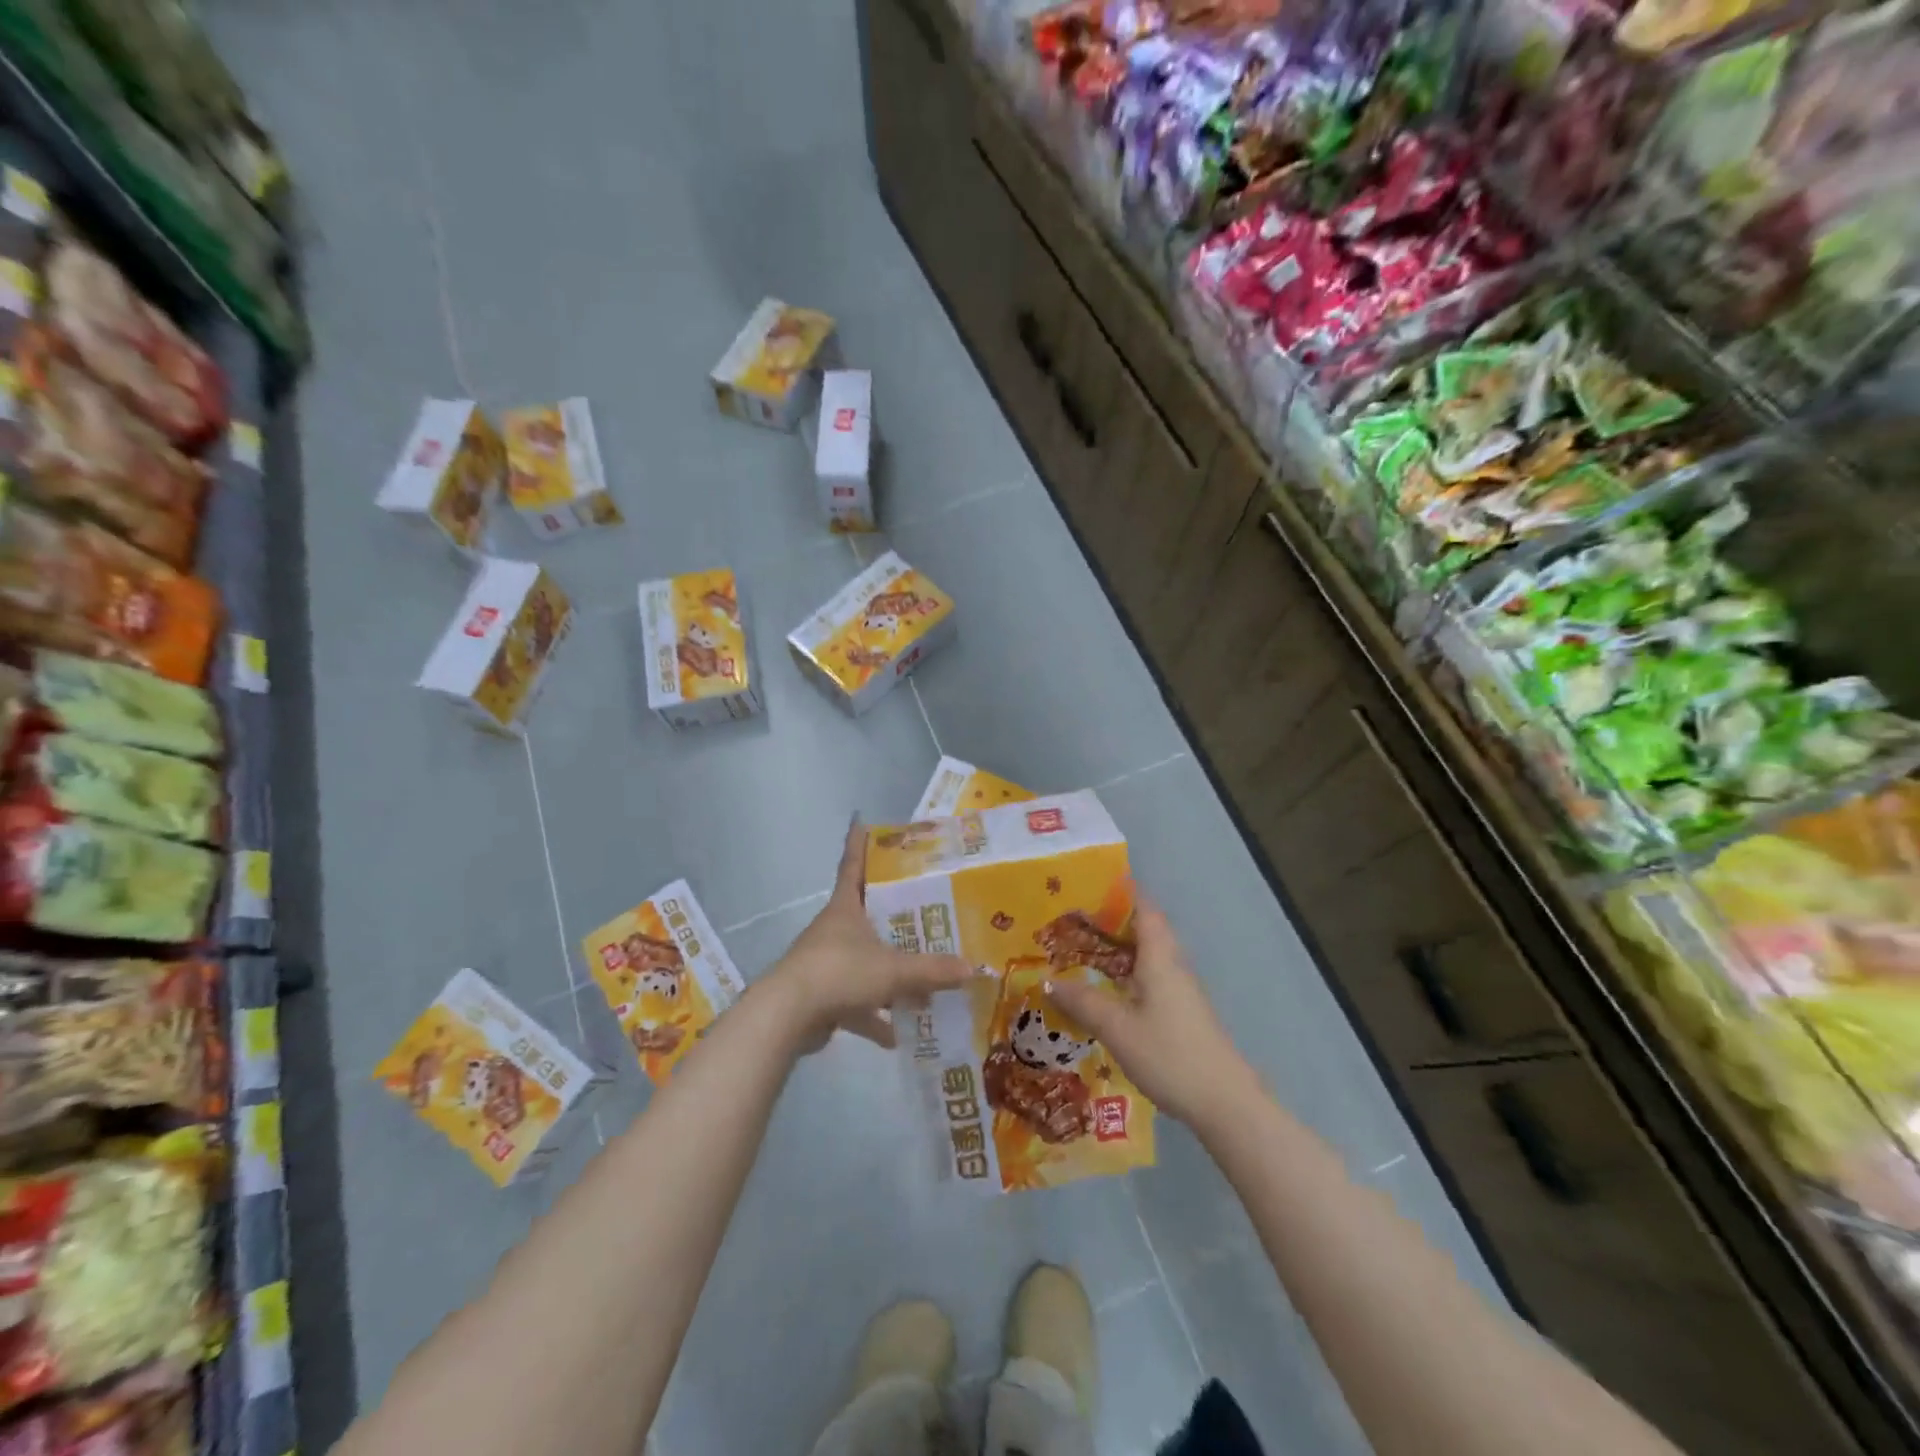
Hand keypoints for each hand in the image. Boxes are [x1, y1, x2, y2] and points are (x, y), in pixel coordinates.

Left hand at [766, 817, 971, 1052]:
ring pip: (864, 962)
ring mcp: (825, 964)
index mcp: (845, 909)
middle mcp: (834, 930)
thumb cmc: (840, 972)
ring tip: (921, 984)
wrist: (786, 1016)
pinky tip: (897, 1036)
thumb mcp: (892, 970)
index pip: (853, 866)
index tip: (862, 823)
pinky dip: (874, 1018)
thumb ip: (932, 971)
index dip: (859, 845)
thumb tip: (972, 970)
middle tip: (921, 907)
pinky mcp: (821, 997)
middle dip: (890, 914)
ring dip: (888, 974)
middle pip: (864, 914)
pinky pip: (855, 1003)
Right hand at [1045, 896, 1257, 1127]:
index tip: (1093, 879)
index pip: (1144, 909)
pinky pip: (1149, 977)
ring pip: (1146, 955)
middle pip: (1144, 929)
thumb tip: (1049, 980)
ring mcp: (1180, 990)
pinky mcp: (1181, 1012)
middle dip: (1112, 918)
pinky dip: (1125, 971)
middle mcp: (1172, 966)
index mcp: (1160, 958)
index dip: (1123, 890)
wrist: (1225, 1103)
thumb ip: (1083, 1003)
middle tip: (1073, 915)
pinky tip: (1104, 988)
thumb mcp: (1118, 1028)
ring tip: (1080, 947)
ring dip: (1118, 946)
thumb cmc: (1170, 1055)